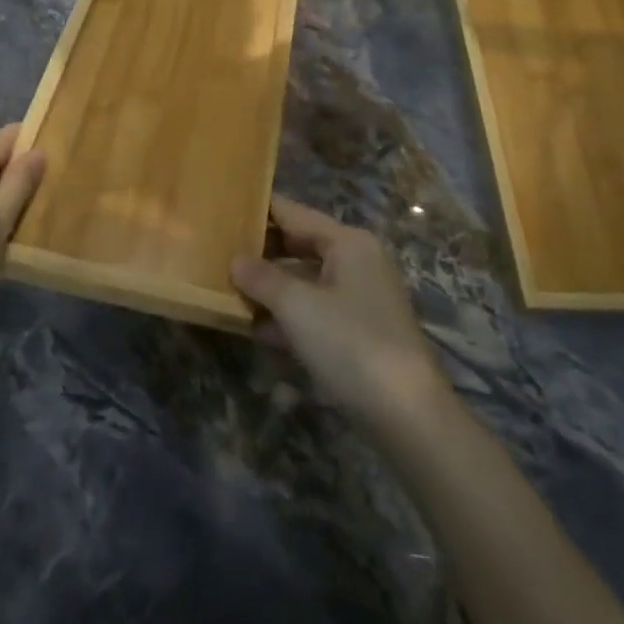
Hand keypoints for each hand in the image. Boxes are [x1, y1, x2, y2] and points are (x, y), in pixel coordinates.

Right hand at [231, 197, 448, 427]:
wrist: (407, 414)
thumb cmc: (349, 343)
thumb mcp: (296, 306)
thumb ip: (261, 277)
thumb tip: (235, 260)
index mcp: (347, 242)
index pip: (293, 213)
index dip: (258, 210)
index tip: (221, 209)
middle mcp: (356, 261)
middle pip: (299, 244)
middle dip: (260, 251)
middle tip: (216, 251)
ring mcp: (359, 297)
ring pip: (304, 279)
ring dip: (270, 286)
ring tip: (226, 287)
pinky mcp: (358, 331)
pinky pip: (314, 309)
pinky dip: (287, 314)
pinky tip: (254, 327)